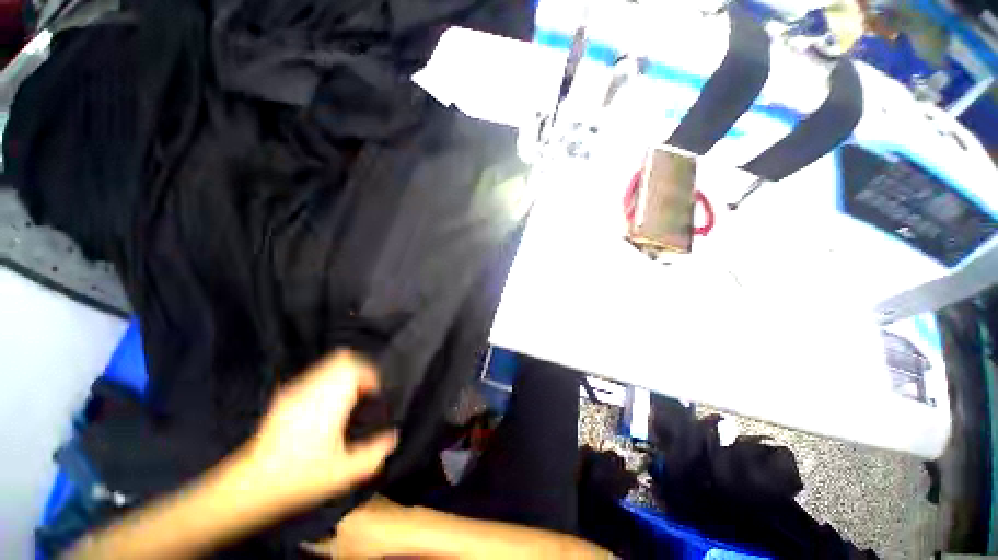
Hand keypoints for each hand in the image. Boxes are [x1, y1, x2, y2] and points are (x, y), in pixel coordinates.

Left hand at [238, 350, 397, 509]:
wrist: (249, 486)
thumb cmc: (301, 478)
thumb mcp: (344, 473)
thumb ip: (374, 453)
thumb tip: (393, 436)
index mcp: (328, 401)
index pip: (354, 367)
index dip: (370, 374)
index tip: (374, 393)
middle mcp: (312, 388)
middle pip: (341, 359)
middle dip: (358, 370)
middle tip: (363, 392)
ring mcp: (295, 390)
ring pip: (327, 365)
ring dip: (343, 374)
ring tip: (347, 398)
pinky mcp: (284, 397)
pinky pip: (314, 375)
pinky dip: (327, 380)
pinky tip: (325, 405)